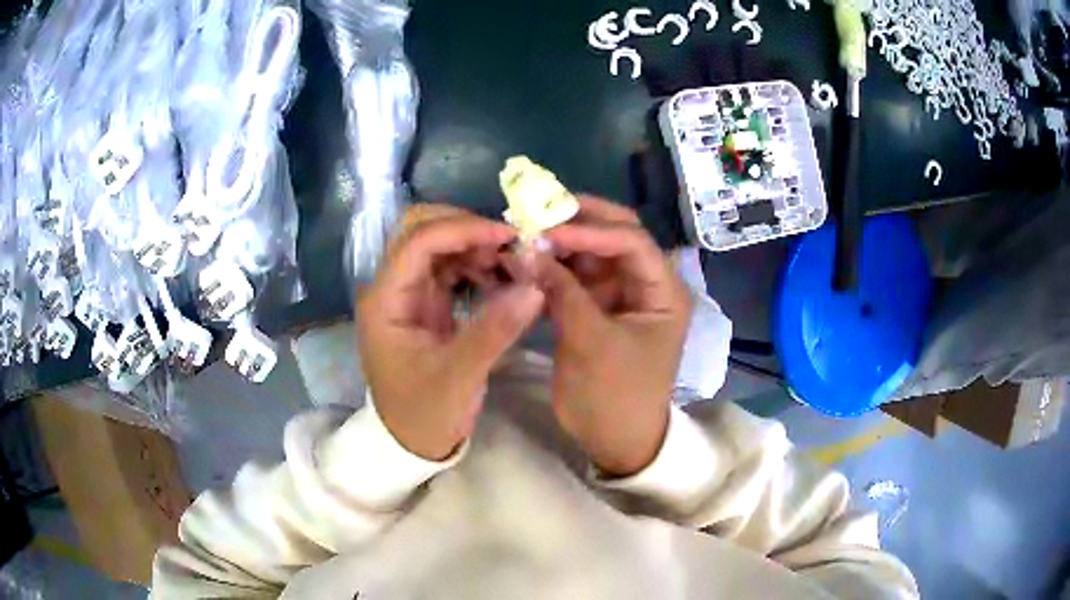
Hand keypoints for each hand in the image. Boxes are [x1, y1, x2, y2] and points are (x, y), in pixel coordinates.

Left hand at [357, 211, 544, 460]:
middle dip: (465, 228)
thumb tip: (535, 287)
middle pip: (420, 230)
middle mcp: (392, 288)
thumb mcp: (460, 377)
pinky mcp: (426, 304)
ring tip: (512, 261)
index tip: (508, 236)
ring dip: (474, 244)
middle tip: (508, 244)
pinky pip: (450, 267)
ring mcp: (409, 294)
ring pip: (437, 245)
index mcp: (385, 301)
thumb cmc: (426, 414)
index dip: (463, 229)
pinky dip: (476, 263)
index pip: (418, 242)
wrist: (414, 443)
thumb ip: (494, 330)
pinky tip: (502, 276)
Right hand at [536, 198, 691, 475]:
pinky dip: (550, 269)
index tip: (547, 230)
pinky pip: (572, 277)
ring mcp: (618, 294)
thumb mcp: (592, 344)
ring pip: (589, 254)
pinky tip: (524, 263)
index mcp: (663, 291)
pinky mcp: (595, 308)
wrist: (614, 440)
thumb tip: (525, 250)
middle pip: (614, 236)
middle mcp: (644, 284)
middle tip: (535, 215)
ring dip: (558, 244)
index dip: (591, 230)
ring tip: (522, 237)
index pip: (631, 242)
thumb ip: (561, 293)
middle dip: (577, 223)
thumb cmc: (616, 396)